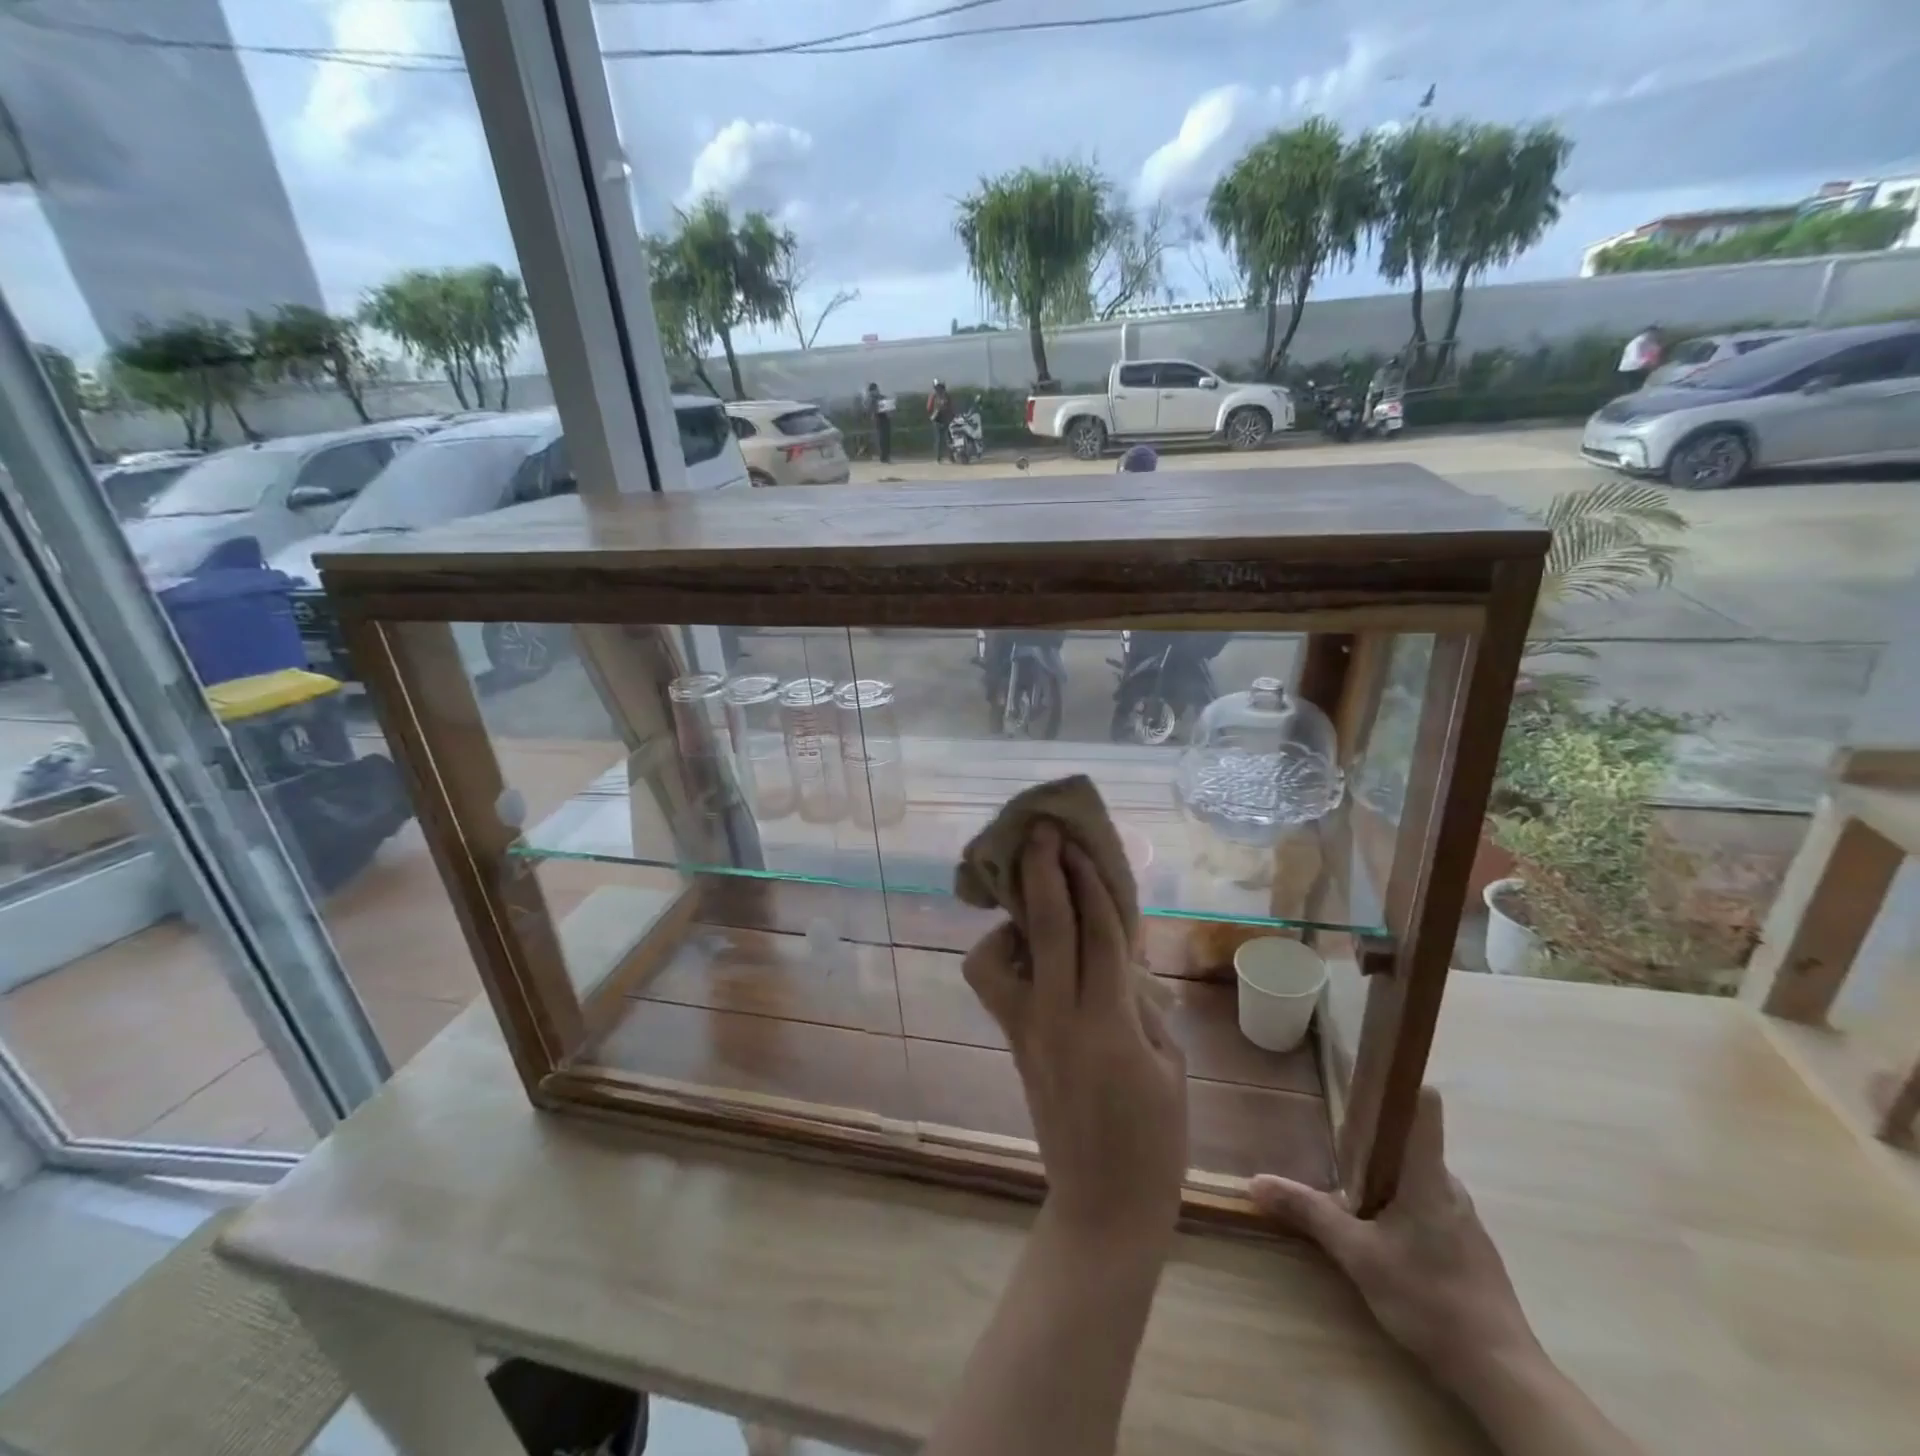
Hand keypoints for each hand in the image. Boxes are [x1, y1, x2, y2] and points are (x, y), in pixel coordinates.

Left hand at [963, 821, 1187, 1243]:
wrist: (1102, 1204)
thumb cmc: (1154, 1140)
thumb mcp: (1171, 1066)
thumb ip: (1142, 1005)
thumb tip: (1118, 961)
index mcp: (1109, 1024)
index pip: (1096, 933)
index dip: (1088, 881)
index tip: (1076, 842)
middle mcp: (1058, 1018)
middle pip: (1046, 927)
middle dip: (1041, 871)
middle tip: (1040, 830)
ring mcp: (1027, 1031)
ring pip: (994, 957)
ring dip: (1008, 920)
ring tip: (1031, 908)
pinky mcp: (1013, 1042)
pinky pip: (996, 985)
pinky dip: (1003, 956)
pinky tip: (1031, 955)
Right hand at [1249, 1089, 1540, 1394]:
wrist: (1502, 1375)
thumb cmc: (1430, 1299)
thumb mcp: (1357, 1255)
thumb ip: (1308, 1213)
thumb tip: (1255, 1181)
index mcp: (1427, 1174)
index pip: (1424, 1106)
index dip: (1399, 1080)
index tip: (1366, 1068)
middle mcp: (1449, 1186)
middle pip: (1410, 1140)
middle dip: (1372, 1138)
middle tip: (1333, 1143)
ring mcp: (1463, 1217)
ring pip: (1416, 1175)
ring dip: (1384, 1175)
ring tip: (1348, 1189)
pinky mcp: (1469, 1246)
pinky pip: (1427, 1203)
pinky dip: (1400, 1204)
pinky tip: (1380, 1232)